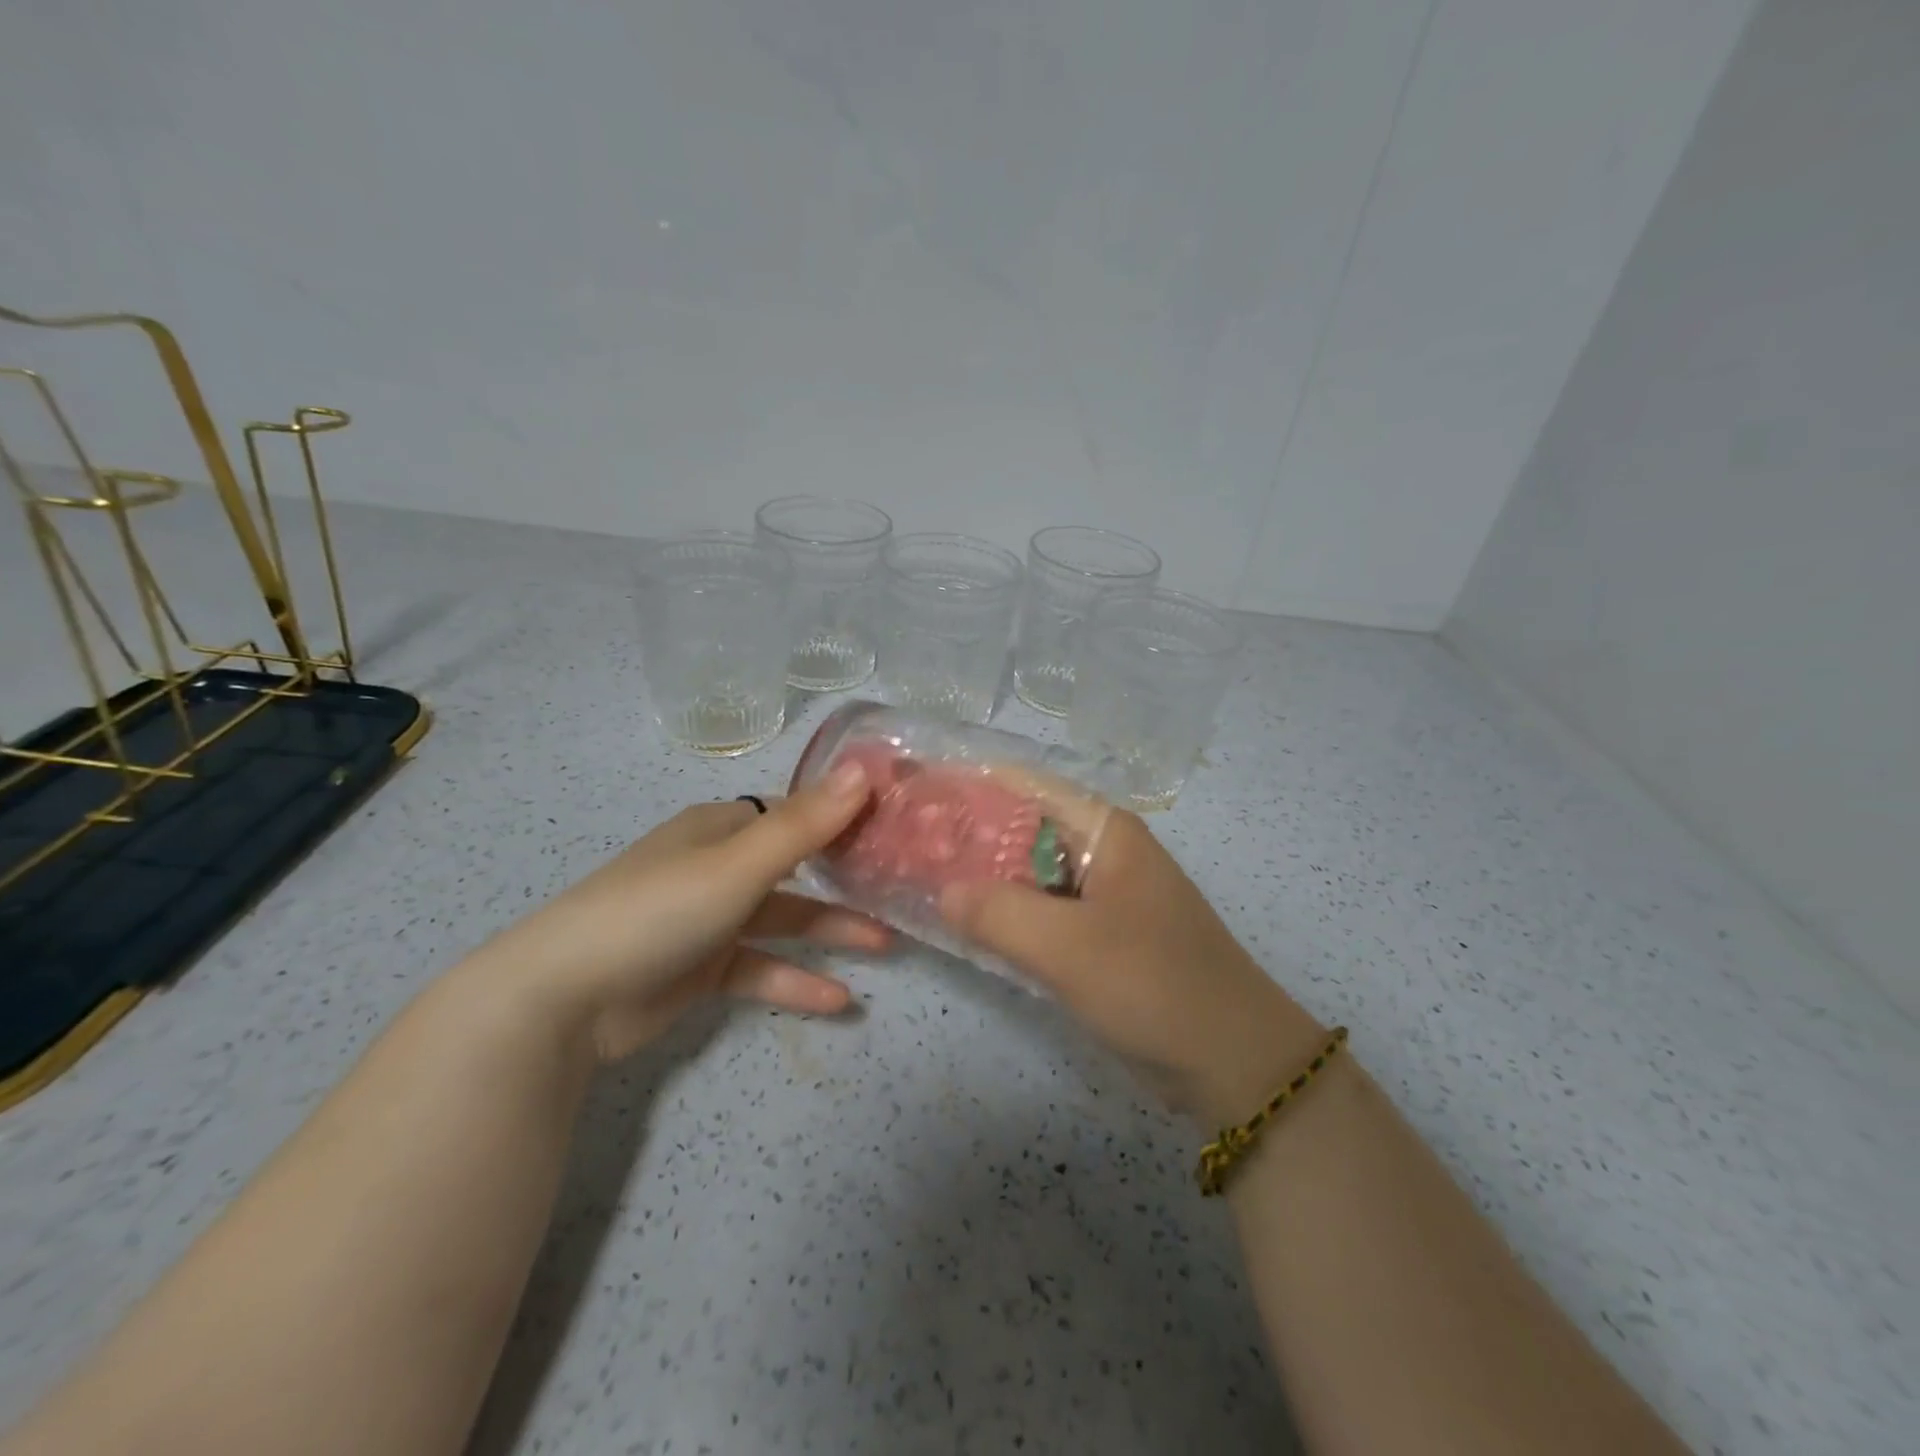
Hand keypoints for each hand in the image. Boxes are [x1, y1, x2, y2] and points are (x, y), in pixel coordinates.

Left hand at [474, 761, 885, 1060]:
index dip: (843, 816)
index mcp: (721, 828)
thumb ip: (806, 823)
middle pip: (795, 865)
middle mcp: (717, 865)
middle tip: (900, 886)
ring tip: (886, 945)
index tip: (894, 825)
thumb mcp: (738, 864)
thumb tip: (866, 769)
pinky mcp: (700, 968)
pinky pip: (759, 967)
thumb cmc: (657, 910)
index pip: (795, 812)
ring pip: (782, 918)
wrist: (562, 998)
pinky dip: (795, 980)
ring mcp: (708, 918)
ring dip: (830, 931)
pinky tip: (839, 1000)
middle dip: (845, 877)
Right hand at [939, 796, 1322, 1125]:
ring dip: (983, 877)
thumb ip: (997, 913)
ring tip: (920, 877)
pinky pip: (1042, 913)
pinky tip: (964, 925)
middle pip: (1023, 827)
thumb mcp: (1068, 947)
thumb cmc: (1154, 985)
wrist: (1233, 1063)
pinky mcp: (1100, 936)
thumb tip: (941, 890)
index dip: (970, 783)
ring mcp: (1103, 895)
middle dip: (967, 833)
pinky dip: (1006, 915)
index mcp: (1104, 831)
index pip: (1026, 785)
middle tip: (904, 842)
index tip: (917, 791)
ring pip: (1029, 873)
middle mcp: (1103, 851)